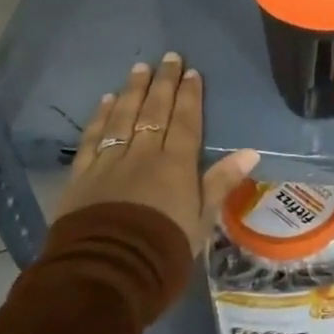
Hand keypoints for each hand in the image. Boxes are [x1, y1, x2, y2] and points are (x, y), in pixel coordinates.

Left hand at [50, 53, 259, 253]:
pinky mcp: (82, 175)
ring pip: (123, 117)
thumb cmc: (163, 252)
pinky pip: (93, 138)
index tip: (192, 72)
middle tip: (168, 57)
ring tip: (139, 68)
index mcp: (176, 165)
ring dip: (132, 91)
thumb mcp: (201, 222)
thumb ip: (220, 183)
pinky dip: (100, 117)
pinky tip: (105, 101)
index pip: (185, 121)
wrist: (106, 275)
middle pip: (154, 111)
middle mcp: (143, 154)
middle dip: (163, 82)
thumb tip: (251, 152)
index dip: (189, 95)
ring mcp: (110, 162)